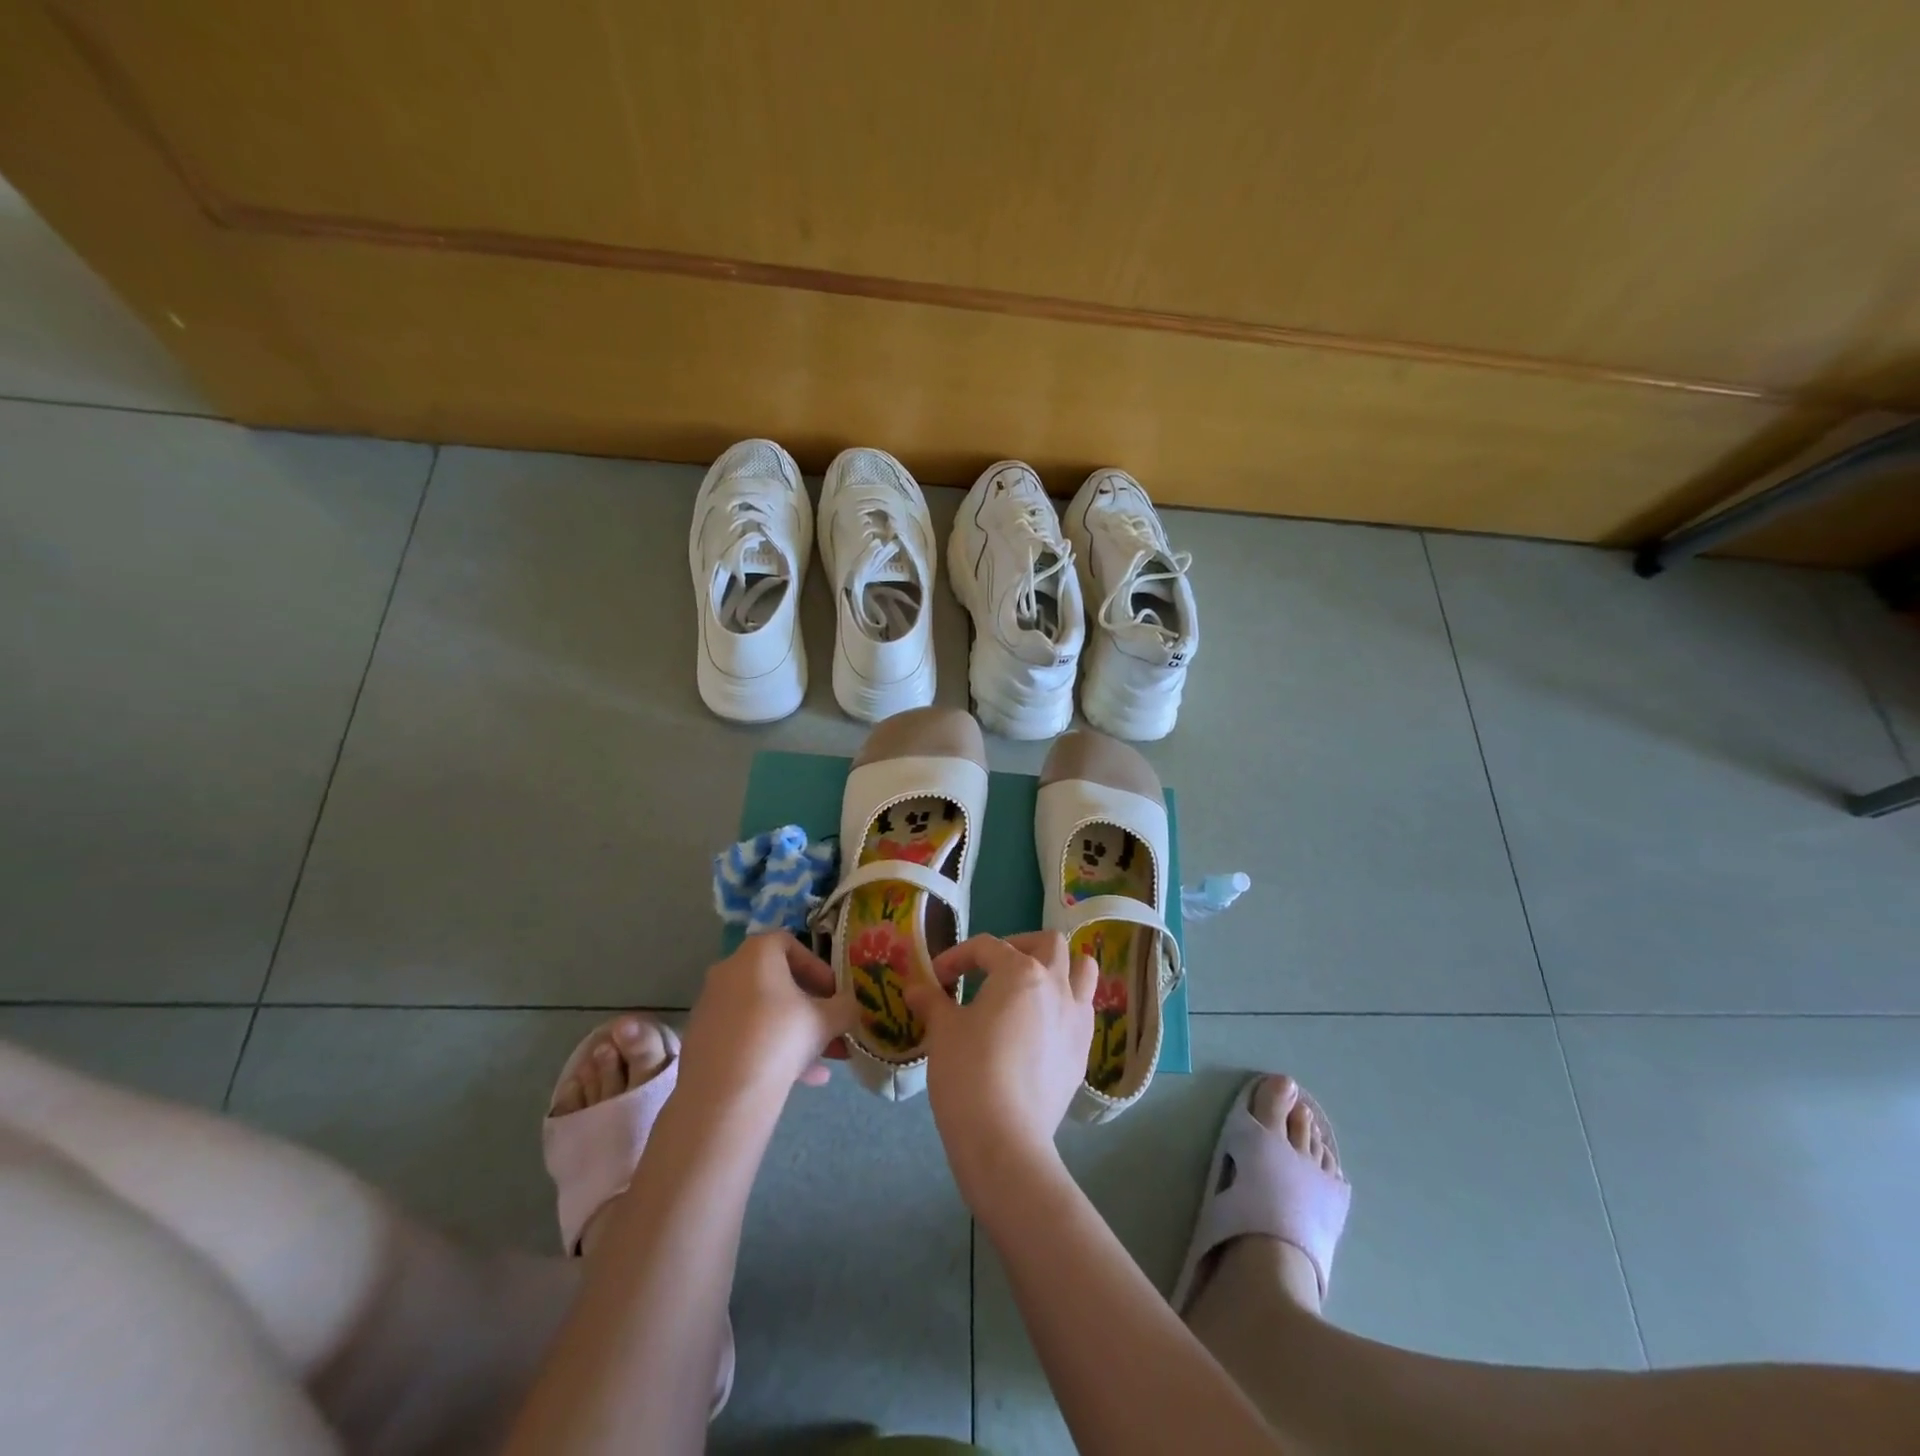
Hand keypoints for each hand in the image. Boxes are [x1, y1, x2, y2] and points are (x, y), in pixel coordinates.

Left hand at [679, 933, 856, 1098]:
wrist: (724, 1095)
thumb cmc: (780, 1038)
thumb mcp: (827, 1020)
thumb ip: (845, 1008)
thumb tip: (850, 1007)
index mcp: (756, 954)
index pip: (790, 944)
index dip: (817, 967)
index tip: (833, 993)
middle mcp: (728, 971)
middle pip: (775, 981)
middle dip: (808, 1004)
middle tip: (829, 1025)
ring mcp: (710, 1006)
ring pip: (761, 1012)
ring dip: (792, 1030)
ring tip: (822, 1060)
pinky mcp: (701, 1040)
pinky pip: (744, 1035)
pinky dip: (770, 1048)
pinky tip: (800, 1079)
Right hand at [905, 932, 1096, 1188]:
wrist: (1004, 1138)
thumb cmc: (968, 1072)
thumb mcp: (943, 1031)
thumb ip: (932, 1002)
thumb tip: (916, 989)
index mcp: (1020, 972)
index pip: (987, 947)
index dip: (957, 957)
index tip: (937, 979)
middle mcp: (1057, 985)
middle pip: (1050, 944)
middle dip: (1020, 946)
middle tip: (993, 969)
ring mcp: (1076, 1019)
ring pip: (1083, 971)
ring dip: (1060, 969)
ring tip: (1032, 988)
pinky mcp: (1083, 1052)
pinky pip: (1082, 1012)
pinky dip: (1065, 1006)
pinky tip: (1040, 1028)